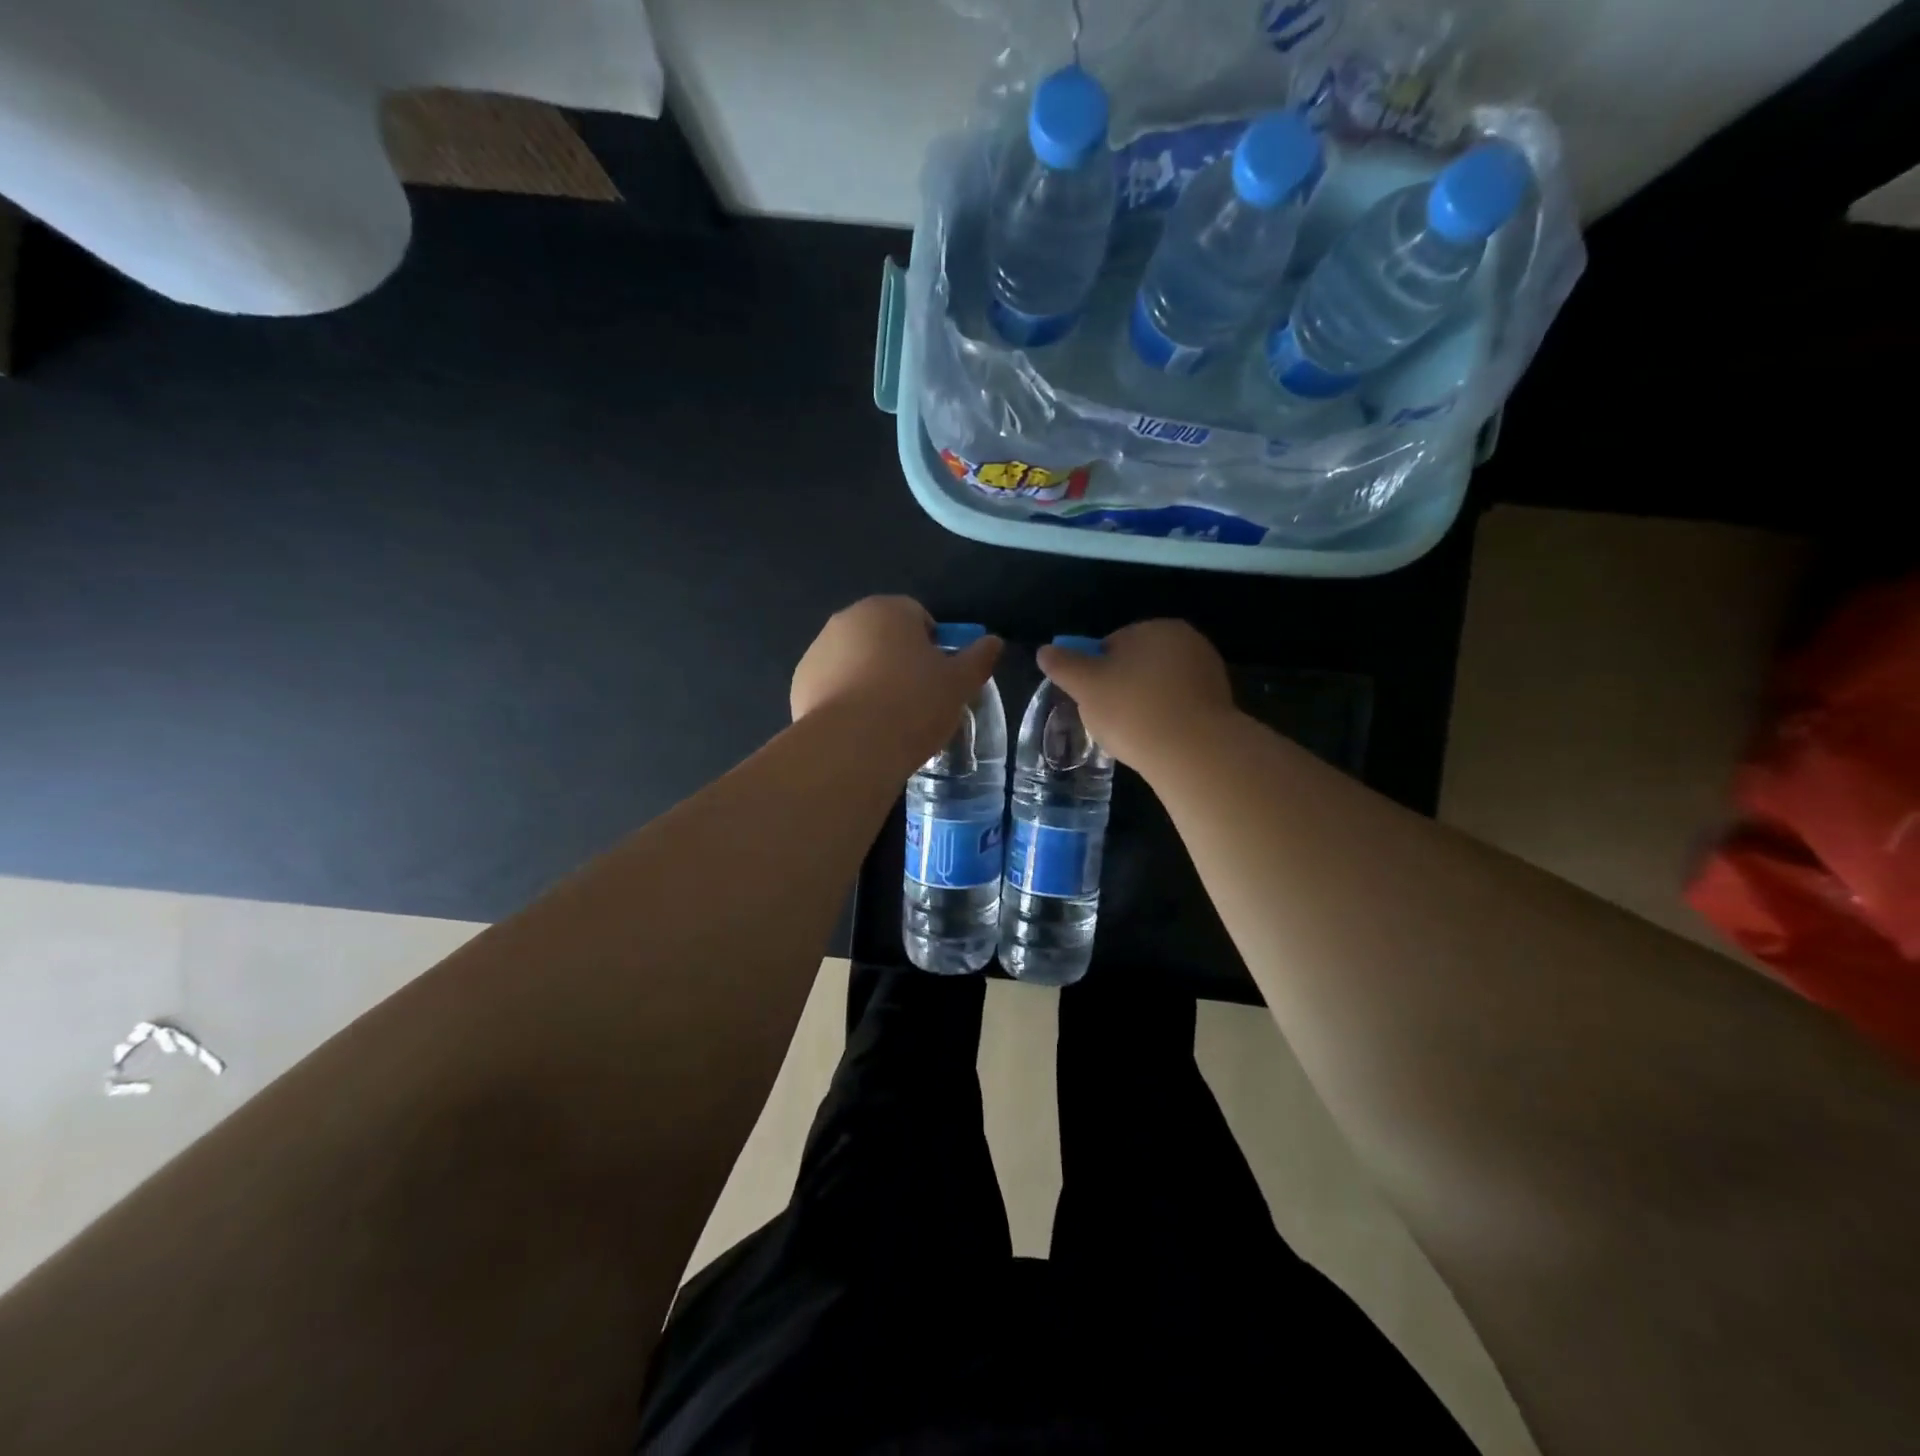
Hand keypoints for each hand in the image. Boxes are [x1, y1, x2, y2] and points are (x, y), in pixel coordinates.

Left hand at [791, 597, 1002, 764]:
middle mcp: (847, 620)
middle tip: (918, 699)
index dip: (934, 646)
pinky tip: (861, 729)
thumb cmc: (914, 704)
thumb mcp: (959, 683)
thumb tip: (993, 641)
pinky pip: (833, 686)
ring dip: (871, 679)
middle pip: (883, 636)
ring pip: (855, 661)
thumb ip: (978, 658)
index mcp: (888, 610)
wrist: (852, 746)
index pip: (918, 616)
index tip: (941, 677)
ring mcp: (818, 651)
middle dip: (899, 660)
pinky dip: (846, 700)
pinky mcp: (800, 684)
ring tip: (888, 719)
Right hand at [1036, 620, 1235, 768]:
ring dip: (1143, 706)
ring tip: (1132, 735)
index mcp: (1155, 628)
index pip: (1111, 644)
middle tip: (1108, 720)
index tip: (1091, 699)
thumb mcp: (1086, 686)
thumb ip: (1063, 665)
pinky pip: (1179, 708)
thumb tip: (1044, 650)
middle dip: (1121, 688)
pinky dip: (1165, 721)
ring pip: (1159, 688)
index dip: (1095, 672)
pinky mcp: (1220, 704)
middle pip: (1137, 665)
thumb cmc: (1133, 710)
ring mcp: (1208, 672)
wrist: (1195, 752)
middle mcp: (1187, 641)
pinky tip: (1156, 741)